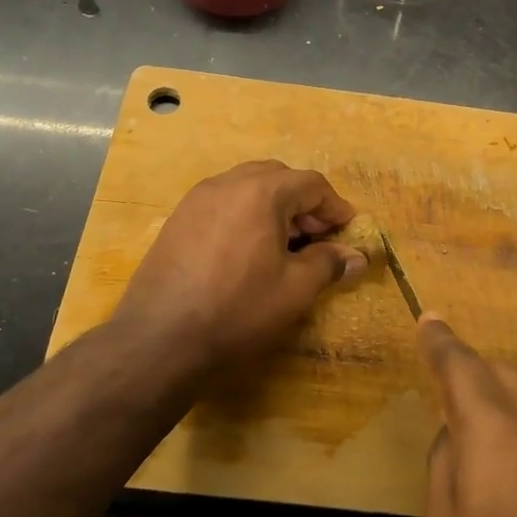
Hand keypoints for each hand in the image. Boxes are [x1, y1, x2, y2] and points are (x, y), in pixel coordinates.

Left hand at [112, 161, 367, 366]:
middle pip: (278, 177)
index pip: (311, 184)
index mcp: (261, 192)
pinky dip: (245, 215)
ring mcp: (197, 199)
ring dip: (273, 206)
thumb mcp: (294, 290)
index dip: (335, 206)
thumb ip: (328, 264)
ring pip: (247, 187)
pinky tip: (247, 251)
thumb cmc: (237, 309)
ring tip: (284, 245)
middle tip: (317, 237)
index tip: (348, 230)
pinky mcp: (177, 220)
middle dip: (303, 203)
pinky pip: (222, 203)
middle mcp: (227, 183)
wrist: (159, 339)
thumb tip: (356, 257)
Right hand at [418, 315, 516, 516]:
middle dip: (471, 373)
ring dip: (500, 403)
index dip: (440, 341)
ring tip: (483, 446)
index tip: (429, 319)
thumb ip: (444, 470)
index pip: (459, 364)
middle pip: (499, 372)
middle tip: (448, 398)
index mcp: (491, 424)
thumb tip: (455, 438)